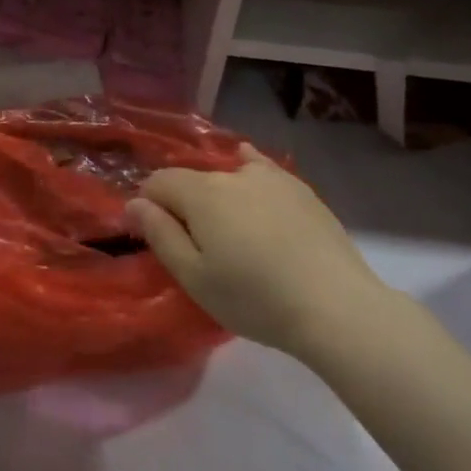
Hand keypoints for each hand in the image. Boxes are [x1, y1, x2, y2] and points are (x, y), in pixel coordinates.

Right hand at [129, 146, 392, 358]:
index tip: (153, 236)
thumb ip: (160, 235)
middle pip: (192, 179)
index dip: (147, 205)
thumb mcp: (195, 277)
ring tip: (225, 224)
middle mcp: (233, 174)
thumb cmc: (254, 298)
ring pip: (227, 174)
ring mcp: (271, 177)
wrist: (336, 306)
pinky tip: (247, 164)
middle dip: (182, 202)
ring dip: (215, 193)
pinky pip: (262, 168)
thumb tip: (133, 203)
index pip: (158, 182)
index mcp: (201, 193)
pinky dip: (248, 167)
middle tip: (194, 244)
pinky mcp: (300, 189)